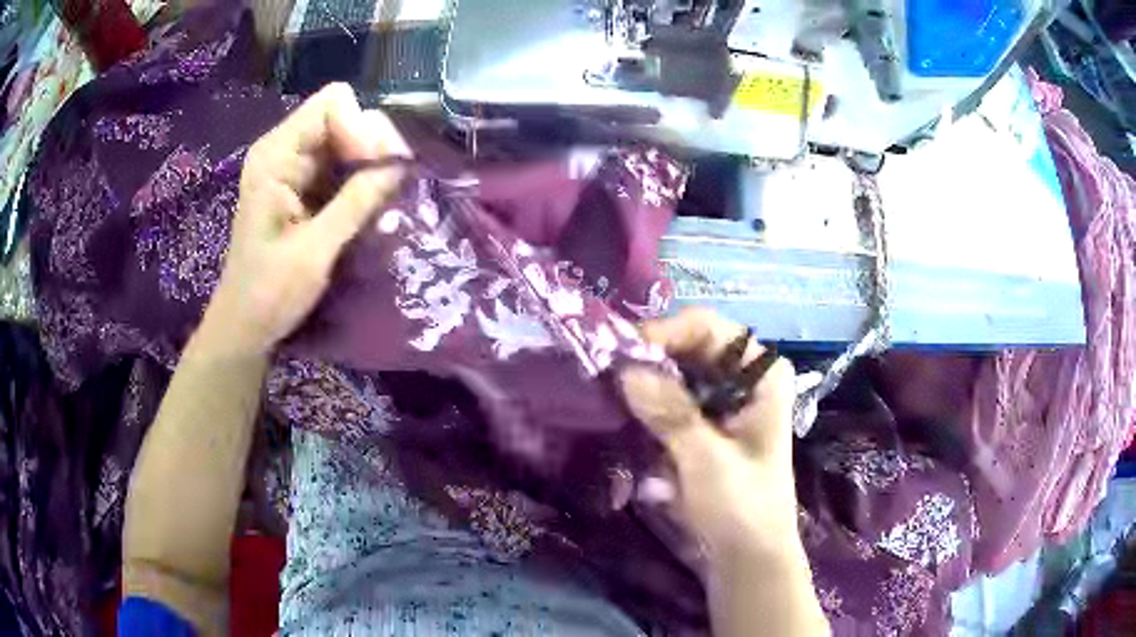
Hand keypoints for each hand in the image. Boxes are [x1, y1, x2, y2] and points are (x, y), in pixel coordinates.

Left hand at [201, 83, 410, 355]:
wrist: (244, 326)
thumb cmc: (269, 294)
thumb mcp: (314, 251)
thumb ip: (356, 203)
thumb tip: (401, 167)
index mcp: (276, 156)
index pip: (333, 104)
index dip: (362, 128)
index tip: (381, 169)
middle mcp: (285, 150)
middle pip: (345, 115)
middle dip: (374, 144)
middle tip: (394, 185)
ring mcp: (294, 167)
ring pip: (349, 139)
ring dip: (372, 164)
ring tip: (387, 198)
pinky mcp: (304, 186)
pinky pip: (343, 164)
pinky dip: (363, 179)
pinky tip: (373, 204)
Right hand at [619, 308, 799, 561]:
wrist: (747, 557)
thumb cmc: (741, 507)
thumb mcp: (707, 460)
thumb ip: (671, 412)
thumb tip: (625, 368)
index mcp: (762, 374)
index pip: (709, 328)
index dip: (665, 332)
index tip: (622, 353)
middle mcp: (743, 378)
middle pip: (689, 347)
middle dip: (648, 356)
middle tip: (603, 370)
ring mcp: (723, 403)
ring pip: (676, 373)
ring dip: (643, 380)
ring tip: (605, 389)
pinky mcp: (703, 427)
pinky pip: (670, 400)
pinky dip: (646, 404)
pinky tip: (621, 412)